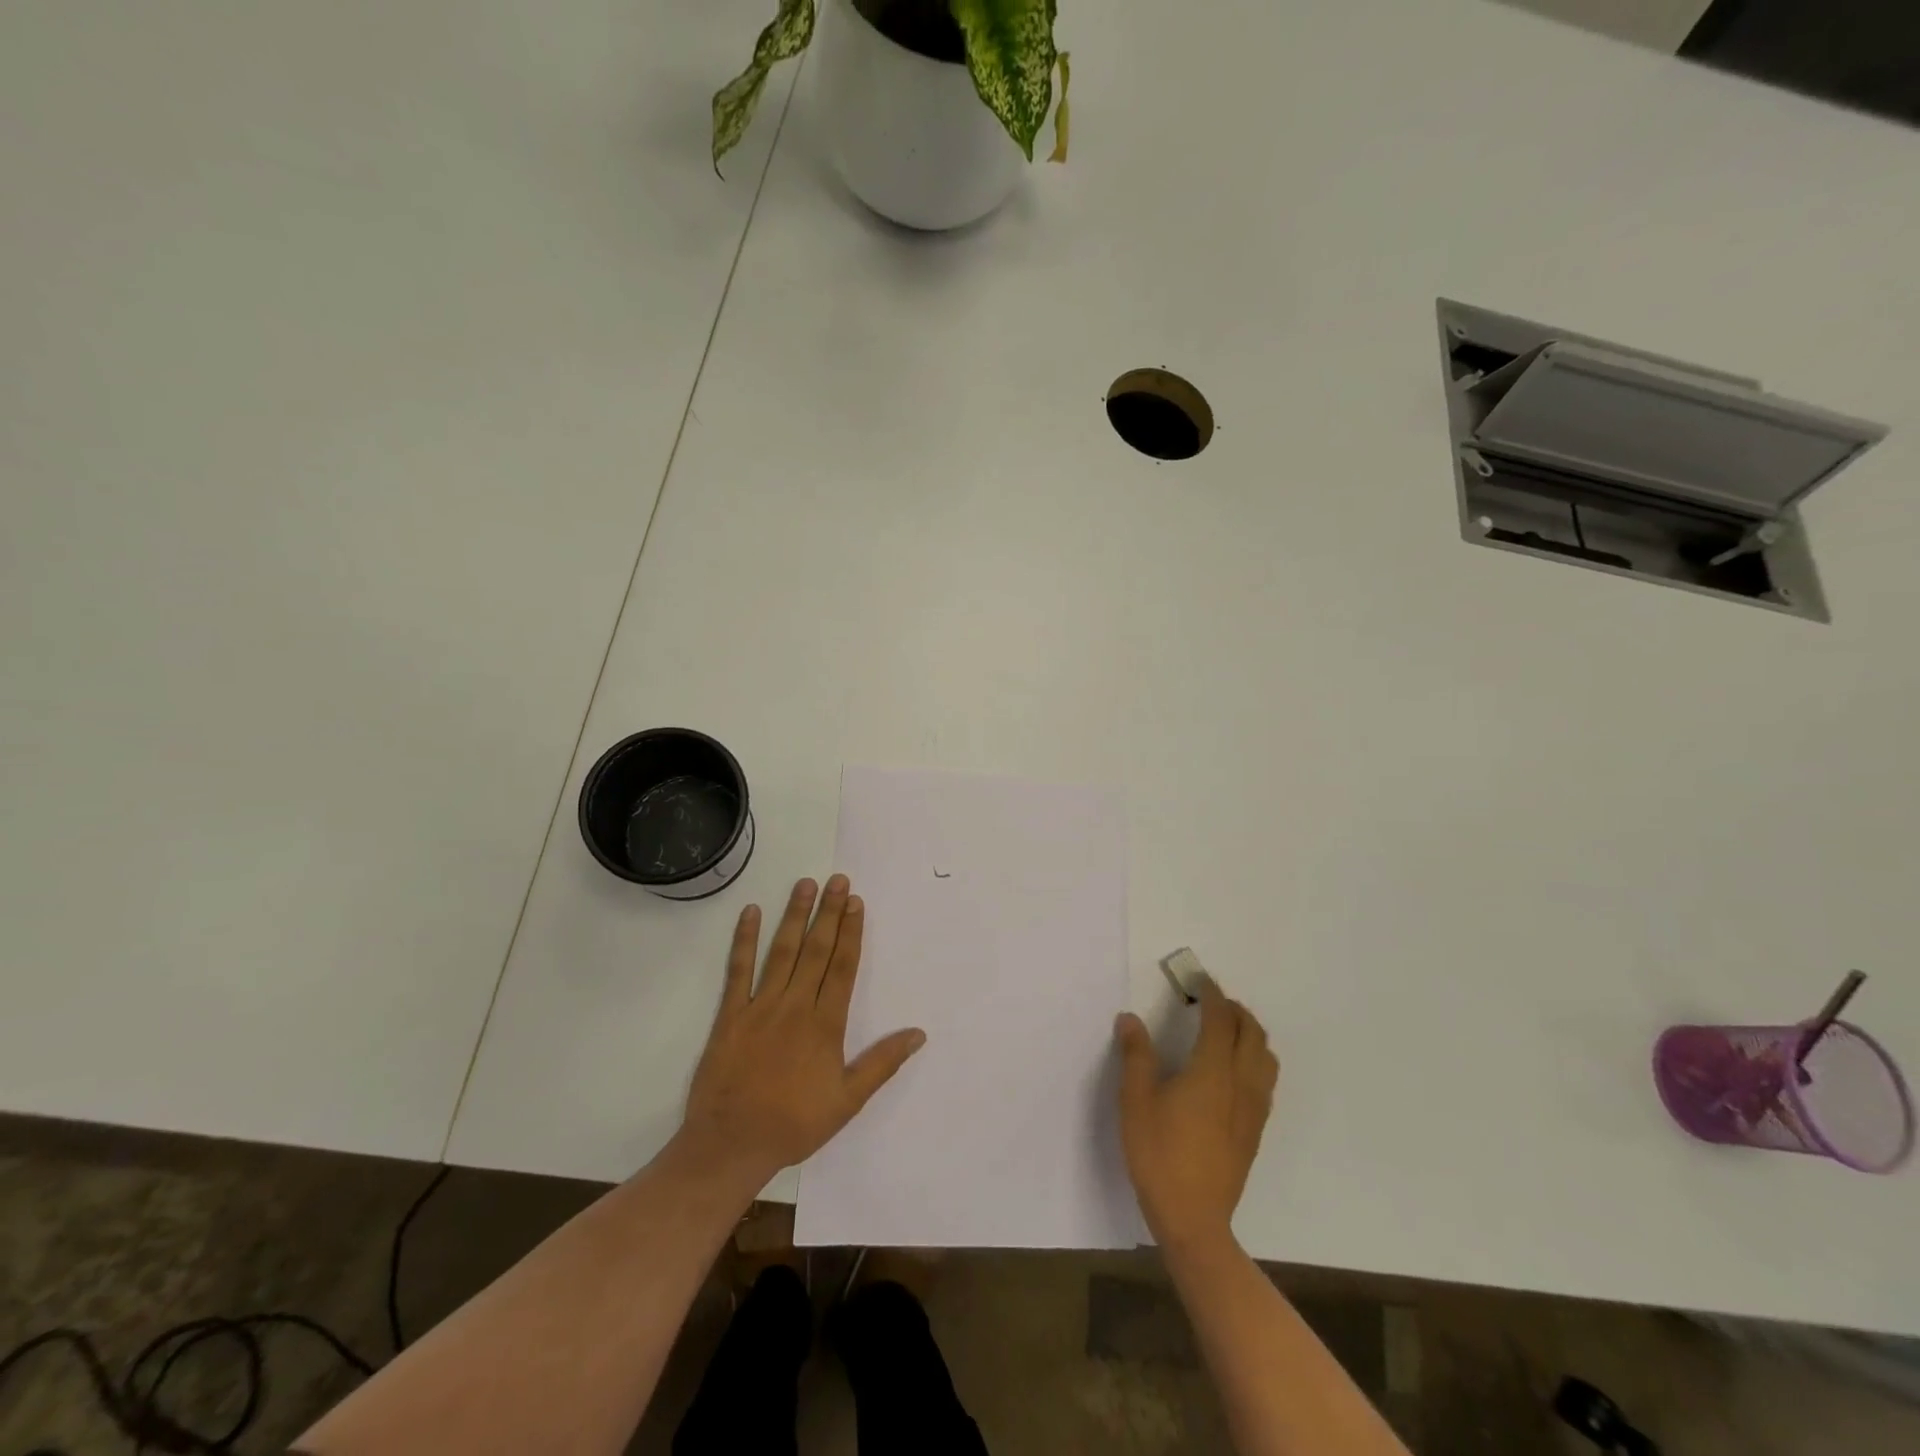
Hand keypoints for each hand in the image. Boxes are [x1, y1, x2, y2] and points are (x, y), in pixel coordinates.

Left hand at [677, 875, 925, 1188]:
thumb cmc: (794, 1125)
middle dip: (829, 913)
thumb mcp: (847, 1101)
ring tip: (805, 884)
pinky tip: (751, 912)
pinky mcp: (730, 1015)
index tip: (856, 903)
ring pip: (782, 952)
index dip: (851, 932)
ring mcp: (760, 1007)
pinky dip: (744, 940)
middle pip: (816, 950)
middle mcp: (795, 1006)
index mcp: (825, 1025)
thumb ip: (882, 1063)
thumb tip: (918, 1033)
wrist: (731, 1145)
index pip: (842, 967)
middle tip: (838, 880)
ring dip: (795, 915)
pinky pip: (738, 970)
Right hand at [1114, 978, 1278, 1250]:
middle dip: (1235, 1009)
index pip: (1221, 1019)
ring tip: (1226, 1030)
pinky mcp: (1256, 1130)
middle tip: (1210, 1001)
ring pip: (1266, 1056)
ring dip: (1250, 1033)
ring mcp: (1253, 1109)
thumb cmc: (1159, 1154)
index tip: (1199, 980)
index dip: (1212, 994)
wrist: (1194, 1219)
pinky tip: (1233, 1070)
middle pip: (1251, 1032)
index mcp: (1212, 1071)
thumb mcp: (1135, 1101)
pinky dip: (1255, 1059)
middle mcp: (1240, 1083)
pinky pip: (1266, 1080)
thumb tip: (1130, 1018)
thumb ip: (1136, 1055)